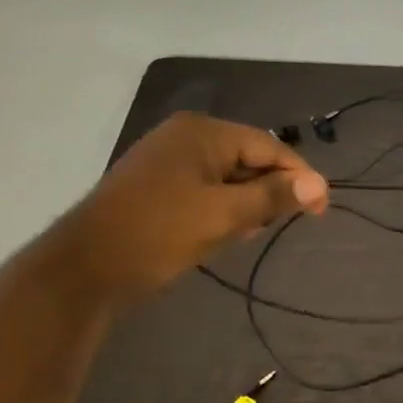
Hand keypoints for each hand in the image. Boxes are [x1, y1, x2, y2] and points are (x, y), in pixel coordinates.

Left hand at [45, 113, 327, 301]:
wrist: (82, 269)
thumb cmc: (158, 234)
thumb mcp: (224, 216)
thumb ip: (274, 197)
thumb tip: (320, 185)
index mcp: (203, 133)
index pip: (269, 147)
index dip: (300, 177)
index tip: (320, 210)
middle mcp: (186, 136)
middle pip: (250, 159)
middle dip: (266, 193)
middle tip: (270, 227)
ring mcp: (168, 159)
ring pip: (229, 177)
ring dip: (244, 204)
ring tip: (239, 234)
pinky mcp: (157, 183)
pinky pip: (206, 188)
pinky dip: (221, 208)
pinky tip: (218, 234)